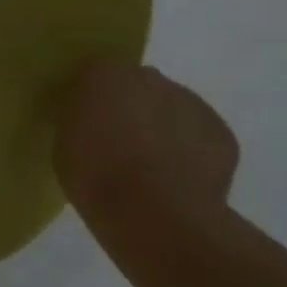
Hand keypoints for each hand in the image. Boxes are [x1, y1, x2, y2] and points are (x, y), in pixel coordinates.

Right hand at [54, 60, 238, 216]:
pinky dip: (188, 150)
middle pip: (138, 86)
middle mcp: (152, 79)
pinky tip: (175, 178)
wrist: (155, 212)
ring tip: (148, 166)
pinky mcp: (223, 134)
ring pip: (172, 109)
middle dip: (130, 107)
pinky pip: (197, 135)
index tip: (86, 120)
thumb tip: (93, 119)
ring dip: (161, 127)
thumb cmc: (94, 175)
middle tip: (116, 141)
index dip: (91, 97)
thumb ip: (80, 120)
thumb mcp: (64, 142)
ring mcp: (193, 104)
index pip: (95, 74)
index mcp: (105, 76)